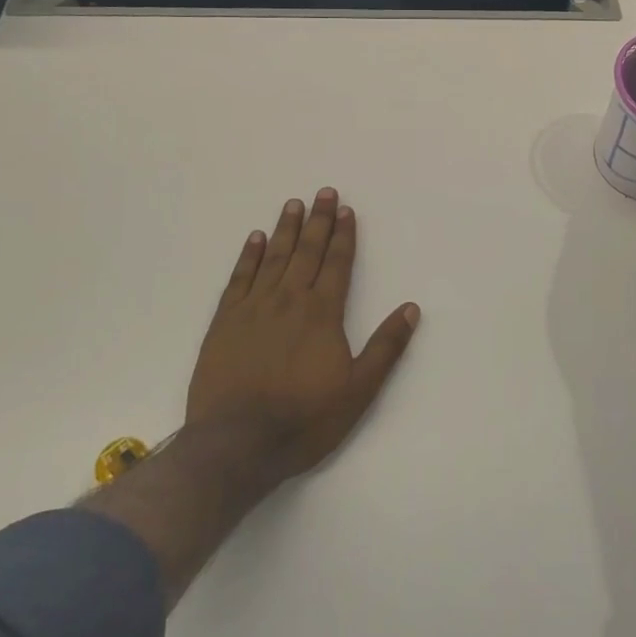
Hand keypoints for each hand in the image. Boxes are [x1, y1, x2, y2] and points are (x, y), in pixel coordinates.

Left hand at [186, 189, 420, 493]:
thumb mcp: (359, 390)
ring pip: (274, 257)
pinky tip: (255, 239)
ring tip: (293, 204)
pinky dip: (249, 256)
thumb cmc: (304, 419)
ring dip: (286, 229)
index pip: (336, 263)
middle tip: (323, 192)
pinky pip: (239, 278)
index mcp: (322, 313)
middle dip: (318, 221)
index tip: (346, 210)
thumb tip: (411, 309)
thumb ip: (386, 347)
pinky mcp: (224, 322)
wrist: (236, 444)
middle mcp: (289, 300)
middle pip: (307, 251)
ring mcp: (253, 308)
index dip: (343, 236)